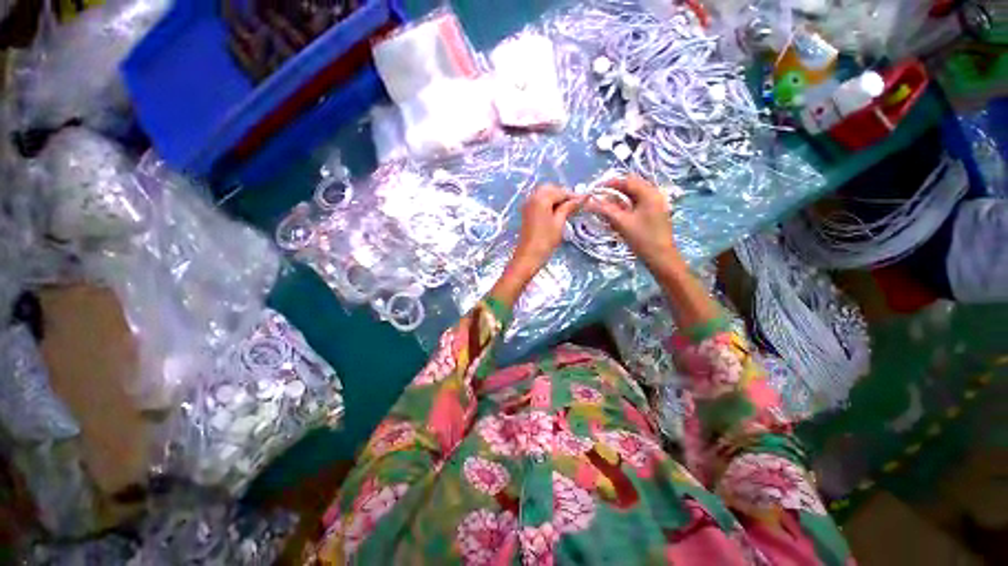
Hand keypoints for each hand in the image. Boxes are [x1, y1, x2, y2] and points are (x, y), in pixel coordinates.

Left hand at [511, 185, 583, 274]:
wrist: (528, 255)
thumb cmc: (545, 240)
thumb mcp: (559, 222)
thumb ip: (568, 207)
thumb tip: (582, 198)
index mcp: (540, 198)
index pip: (560, 191)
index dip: (573, 195)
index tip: (586, 199)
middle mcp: (532, 197)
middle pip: (551, 189)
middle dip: (563, 194)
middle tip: (575, 204)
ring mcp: (528, 204)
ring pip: (544, 194)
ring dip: (556, 198)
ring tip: (568, 209)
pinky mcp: (527, 212)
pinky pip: (539, 201)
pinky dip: (548, 203)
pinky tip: (557, 212)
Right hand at [584, 175, 679, 265]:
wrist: (660, 256)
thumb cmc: (642, 238)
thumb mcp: (622, 223)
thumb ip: (605, 210)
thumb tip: (588, 202)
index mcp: (649, 194)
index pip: (627, 181)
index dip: (610, 183)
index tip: (595, 189)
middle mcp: (654, 195)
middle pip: (631, 187)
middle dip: (614, 191)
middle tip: (599, 197)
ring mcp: (656, 204)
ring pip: (634, 196)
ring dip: (619, 199)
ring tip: (605, 206)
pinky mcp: (654, 213)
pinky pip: (637, 204)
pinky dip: (625, 206)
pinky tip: (616, 213)